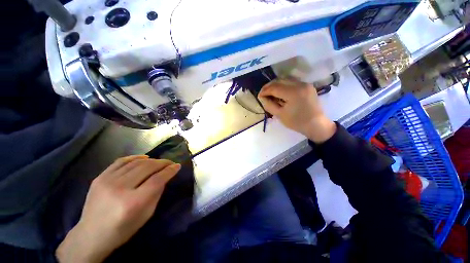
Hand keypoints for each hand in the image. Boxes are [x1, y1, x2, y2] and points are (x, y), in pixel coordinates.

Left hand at [56, 155, 180, 262]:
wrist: (90, 235)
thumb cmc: (122, 229)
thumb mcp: (146, 214)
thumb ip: (156, 193)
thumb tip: (164, 176)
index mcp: (133, 202)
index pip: (157, 179)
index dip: (169, 171)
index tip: (177, 166)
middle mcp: (120, 188)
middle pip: (148, 167)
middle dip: (163, 163)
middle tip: (170, 163)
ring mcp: (107, 181)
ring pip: (136, 162)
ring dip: (152, 160)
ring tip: (159, 162)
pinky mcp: (99, 177)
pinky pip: (121, 161)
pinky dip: (135, 157)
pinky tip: (144, 157)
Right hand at [258, 78, 335, 142]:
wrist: (316, 125)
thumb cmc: (297, 122)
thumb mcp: (280, 115)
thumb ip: (269, 105)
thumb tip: (262, 97)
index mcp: (293, 93)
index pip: (275, 87)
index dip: (265, 91)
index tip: (259, 96)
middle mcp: (300, 84)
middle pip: (280, 80)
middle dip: (269, 86)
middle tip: (263, 94)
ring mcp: (305, 84)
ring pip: (286, 79)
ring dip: (276, 85)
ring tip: (270, 93)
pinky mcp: (307, 86)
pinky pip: (292, 82)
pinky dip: (283, 86)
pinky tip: (280, 92)